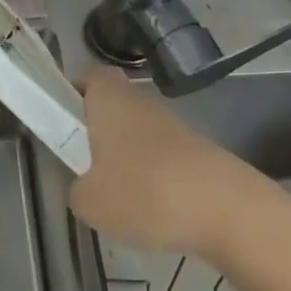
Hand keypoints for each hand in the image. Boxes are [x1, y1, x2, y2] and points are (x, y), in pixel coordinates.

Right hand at [68, 66, 290, 262]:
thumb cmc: (144, 192)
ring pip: (139, 135)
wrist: (230, 213)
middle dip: (98, 132)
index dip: (72, 93)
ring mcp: (176, 128)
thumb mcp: (88, 201)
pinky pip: (164, 161)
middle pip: (114, 106)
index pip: (87, 76)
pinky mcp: (201, 155)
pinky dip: (156, 181)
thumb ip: (77, 188)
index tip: (61, 122)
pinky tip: (154, 214)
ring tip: (119, 200)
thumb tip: (87, 186)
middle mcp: (143, 103)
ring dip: (127, 160)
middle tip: (83, 166)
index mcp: (109, 99)